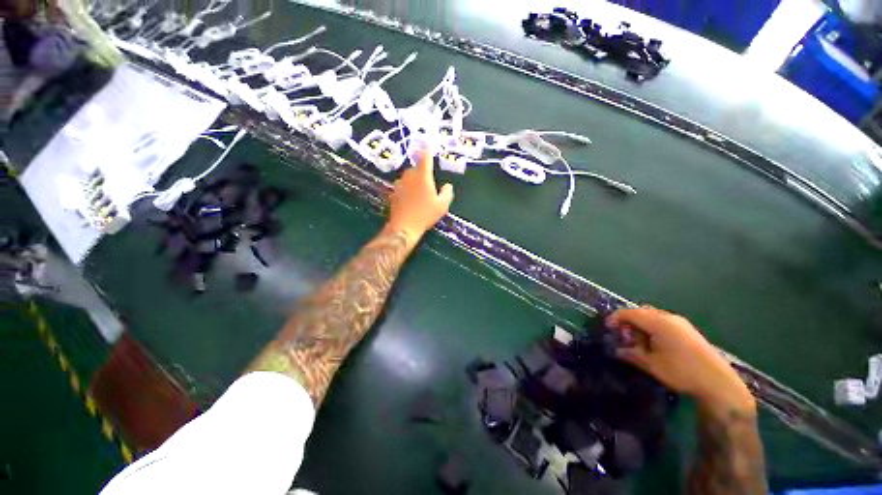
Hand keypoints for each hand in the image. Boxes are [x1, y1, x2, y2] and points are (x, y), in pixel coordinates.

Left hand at [386, 150, 453, 244]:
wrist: (404, 227)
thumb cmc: (425, 214)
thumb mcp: (442, 205)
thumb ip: (447, 193)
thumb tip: (448, 185)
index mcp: (422, 176)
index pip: (425, 157)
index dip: (428, 149)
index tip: (429, 144)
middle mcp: (409, 176)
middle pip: (416, 168)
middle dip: (422, 172)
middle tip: (429, 185)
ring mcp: (399, 184)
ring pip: (408, 178)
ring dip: (414, 181)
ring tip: (420, 195)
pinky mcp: (393, 192)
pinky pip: (402, 187)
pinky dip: (407, 189)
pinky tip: (411, 201)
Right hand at [607, 306, 753, 412]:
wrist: (718, 383)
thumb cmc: (681, 372)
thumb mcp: (652, 364)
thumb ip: (632, 354)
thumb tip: (617, 350)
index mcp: (657, 322)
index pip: (629, 313)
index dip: (615, 318)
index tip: (607, 328)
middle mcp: (668, 317)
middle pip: (641, 312)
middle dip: (629, 321)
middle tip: (624, 336)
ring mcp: (680, 323)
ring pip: (653, 316)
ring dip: (642, 325)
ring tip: (639, 342)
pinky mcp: (688, 330)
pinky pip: (664, 322)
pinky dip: (653, 328)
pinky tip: (655, 344)